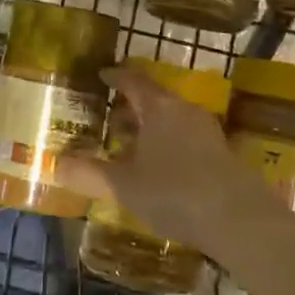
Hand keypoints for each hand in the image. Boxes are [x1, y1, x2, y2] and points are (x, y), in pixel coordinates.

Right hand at [54, 63, 269, 256]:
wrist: (240, 220)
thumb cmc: (175, 193)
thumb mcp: (124, 186)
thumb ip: (89, 174)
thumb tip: (55, 164)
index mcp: (159, 107)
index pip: (134, 80)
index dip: (116, 76)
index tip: (102, 74)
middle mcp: (185, 111)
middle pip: (154, 99)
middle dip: (131, 107)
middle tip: (110, 117)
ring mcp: (208, 131)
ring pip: (172, 120)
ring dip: (151, 128)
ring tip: (131, 147)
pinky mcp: (223, 155)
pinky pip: (187, 138)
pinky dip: (169, 144)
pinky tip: (161, 170)